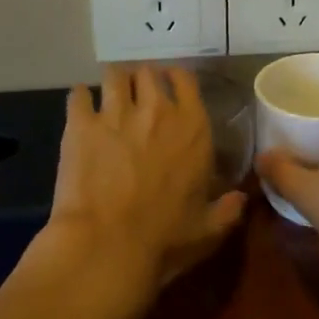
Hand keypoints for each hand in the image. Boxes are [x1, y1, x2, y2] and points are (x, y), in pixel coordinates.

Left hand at [46, 64, 246, 293]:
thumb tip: (240, 198)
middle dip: (142, 80)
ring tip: (109, 96)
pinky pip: (78, 95)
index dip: (175, 78)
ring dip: (114, 83)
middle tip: (137, 96)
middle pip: (148, 72)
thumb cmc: (164, 238)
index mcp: (193, 127)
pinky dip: (80, 98)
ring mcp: (116, 113)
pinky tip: (80, 108)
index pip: (186, 79)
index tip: (169, 87)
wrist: (108, 246)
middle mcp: (157, 110)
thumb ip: (227, 210)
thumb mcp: (207, 229)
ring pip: (114, 75)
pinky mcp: (81, 125)